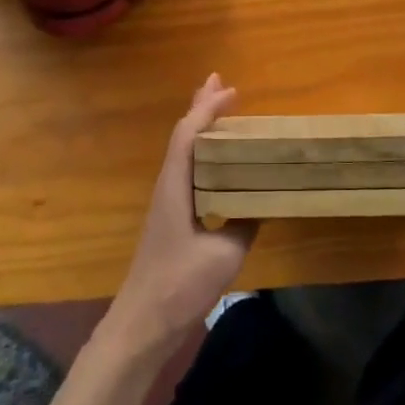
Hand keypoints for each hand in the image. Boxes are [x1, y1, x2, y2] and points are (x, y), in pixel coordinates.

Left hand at [103, 73, 254, 353]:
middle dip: (200, 107)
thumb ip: (245, 224)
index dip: (208, 109)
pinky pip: (187, 170)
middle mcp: (168, 186)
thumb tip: (261, 204)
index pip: (189, 135)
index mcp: (176, 186)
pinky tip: (218, 161)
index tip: (231, 90)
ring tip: (219, 109)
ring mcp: (167, 202)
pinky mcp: (172, 218)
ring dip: (201, 127)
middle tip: (219, 81)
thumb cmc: (180, 284)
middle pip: (182, 136)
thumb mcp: (225, 254)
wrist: (143, 323)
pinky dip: (202, 153)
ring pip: (183, 152)